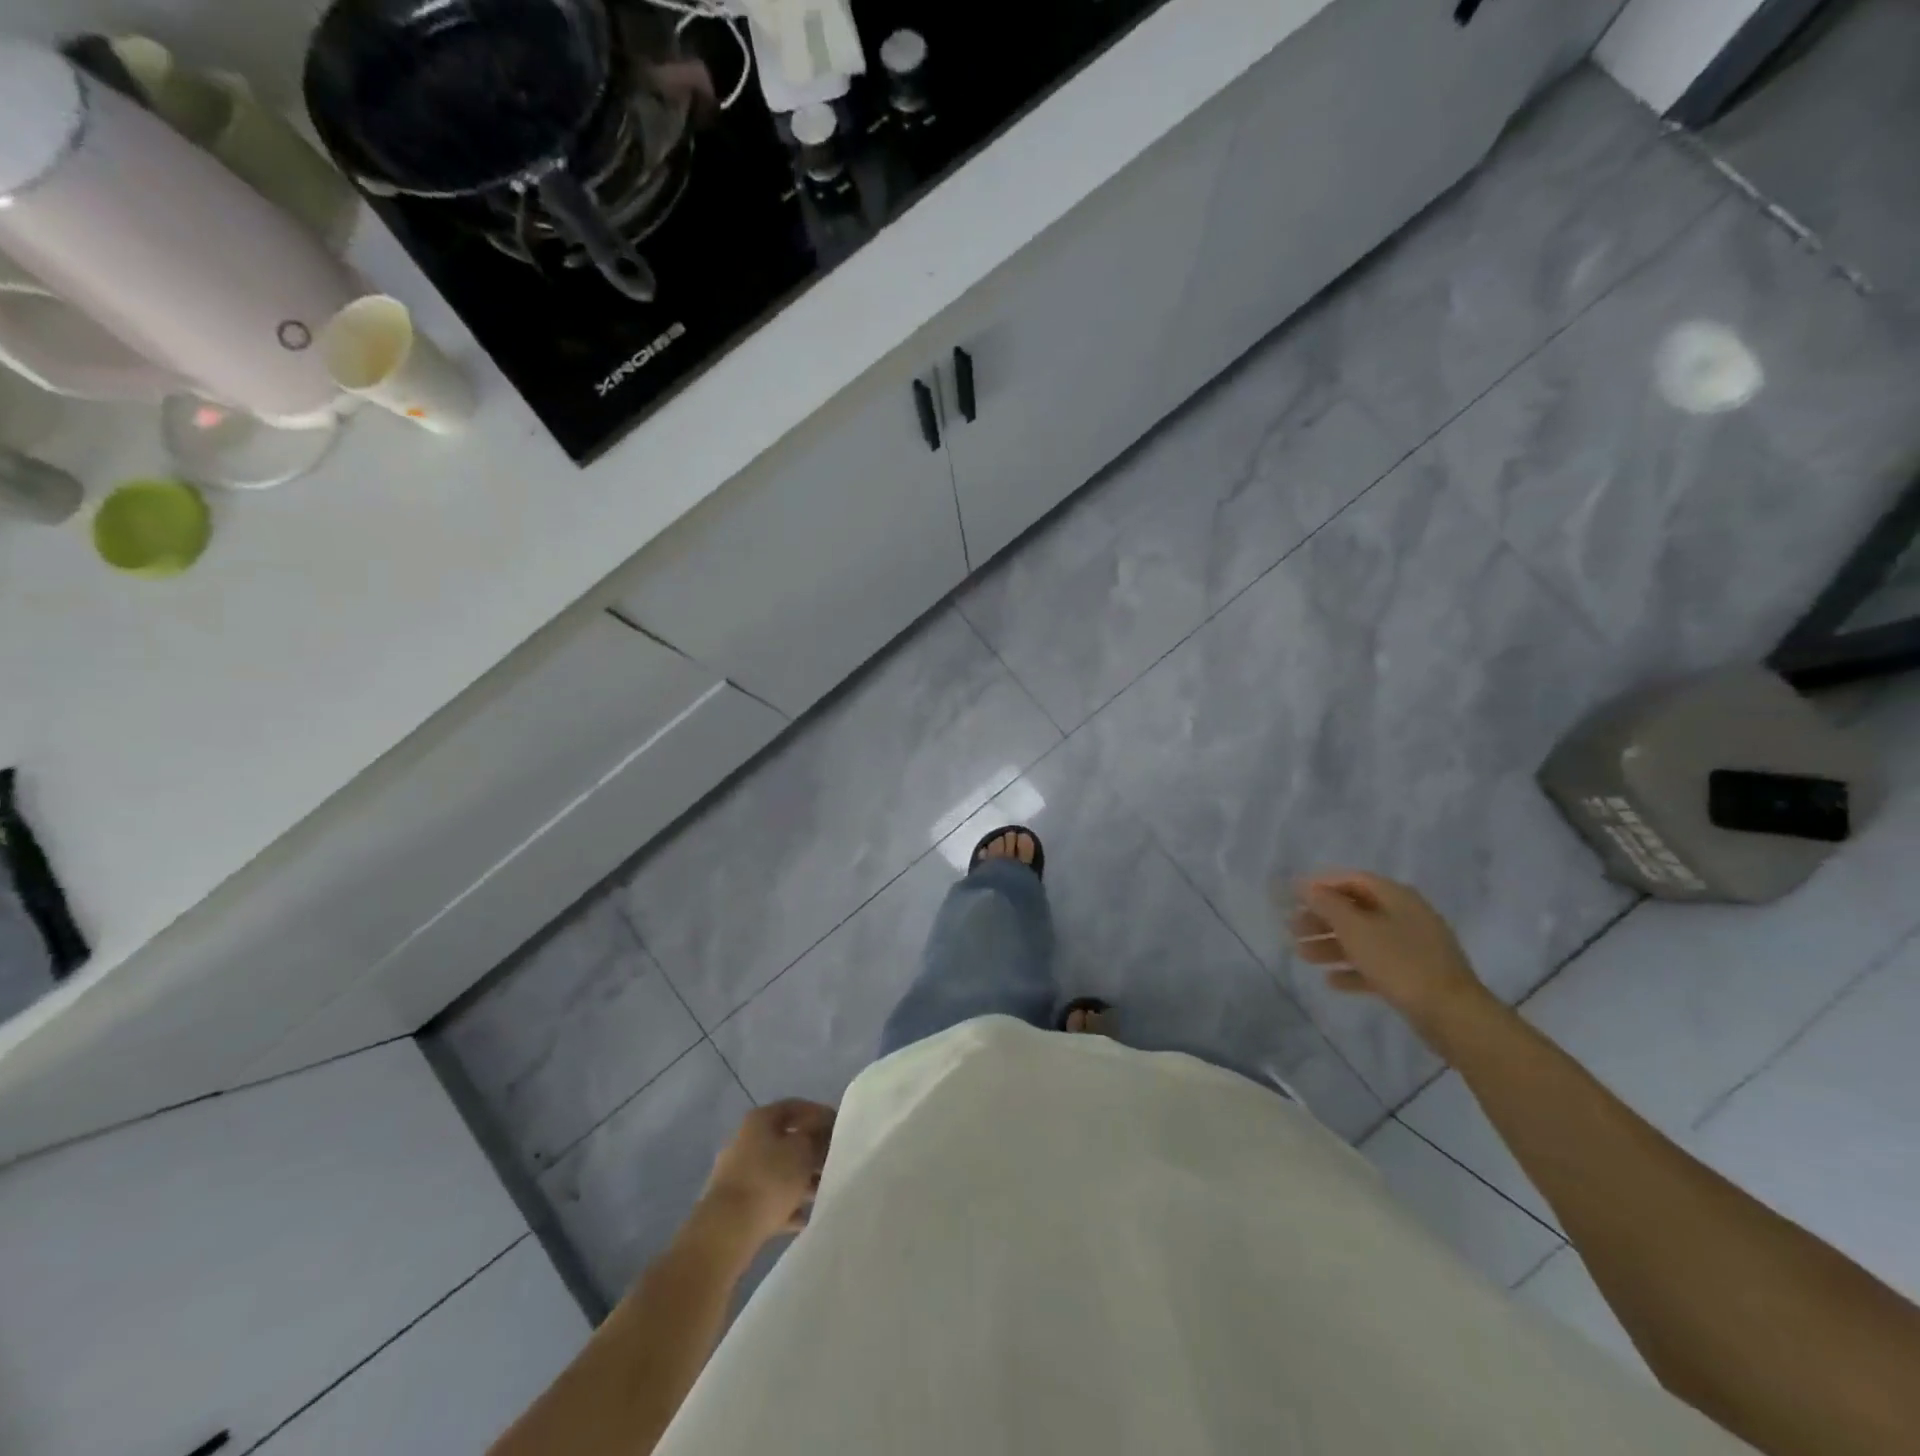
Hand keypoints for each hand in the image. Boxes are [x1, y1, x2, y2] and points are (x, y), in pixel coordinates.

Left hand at [702, 1100, 835, 1243]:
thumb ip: (817, 1136)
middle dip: (812, 1150)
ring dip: (802, 1179)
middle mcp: (746, 1140)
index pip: (796, 1107)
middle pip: (786, 1140)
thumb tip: (823, 1132)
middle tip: (834, 1161)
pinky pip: (768, 1198)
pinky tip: (805, 1217)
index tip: (840, 1128)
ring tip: (824, 1191)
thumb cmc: (770, 1179)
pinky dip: (787, 1205)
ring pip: (779, 1170)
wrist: (726, 1231)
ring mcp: (738, 1173)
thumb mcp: (804, 1150)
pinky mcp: (736, 1204)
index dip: (820, 1113)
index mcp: (760, 1119)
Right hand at [1290, 871, 1495, 1044]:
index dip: (1321, 885)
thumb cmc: (1399, 962)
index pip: (1353, 880)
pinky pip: (1377, 964)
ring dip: (1331, 944)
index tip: (1293, 896)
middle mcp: (1406, 915)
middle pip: (1356, 909)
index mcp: (1397, 897)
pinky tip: (1331, 981)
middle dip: (1322, 918)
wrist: (1452, 1015)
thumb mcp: (1356, 929)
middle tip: (1293, 929)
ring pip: (1364, 938)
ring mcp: (1413, 946)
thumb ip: (1328, 905)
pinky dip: (1353, 969)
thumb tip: (1306, 887)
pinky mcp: (1415, 975)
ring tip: (1303, 956)